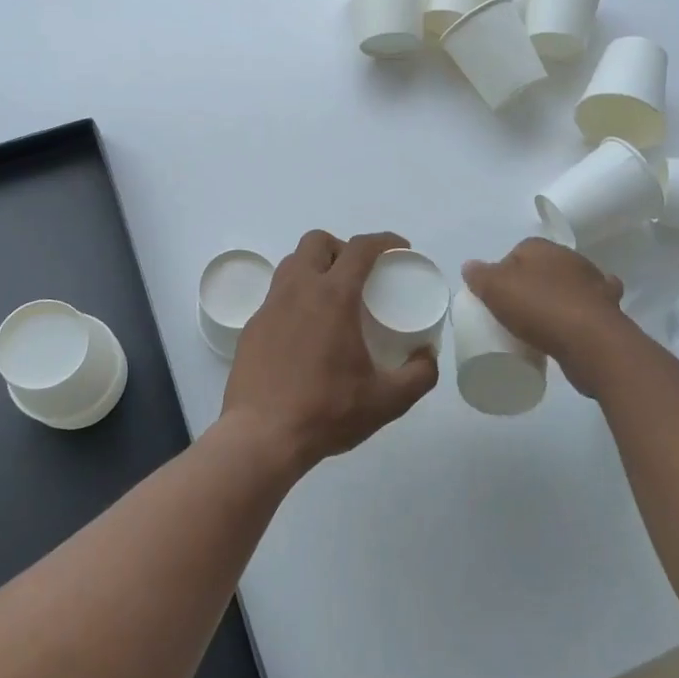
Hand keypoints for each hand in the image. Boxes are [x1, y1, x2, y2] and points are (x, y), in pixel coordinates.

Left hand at [223, 230, 439, 473]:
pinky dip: (295, 298)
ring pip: (291, 264)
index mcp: (333, 297)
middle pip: (317, 242)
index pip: (360, 248)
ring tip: (332, 298)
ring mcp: (269, 307)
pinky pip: (276, 296)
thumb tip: (427, 356)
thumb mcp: (388, 400)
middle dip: (341, 248)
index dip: (384, 240)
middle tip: (359, 275)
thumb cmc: (327, 412)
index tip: (399, 249)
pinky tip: (305, 331)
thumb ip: (419, 375)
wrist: (261, 437)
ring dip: (315, 267)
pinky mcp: (251, 328)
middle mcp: (297, 290)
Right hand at [462, 239, 628, 394]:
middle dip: (531, 284)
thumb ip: (480, 275)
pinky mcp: (609, 309)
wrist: (590, 340)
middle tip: (515, 312)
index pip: (516, 253)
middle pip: (543, 268)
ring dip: (559, 298)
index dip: (504, 273)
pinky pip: (589, 307)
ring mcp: (594, 283)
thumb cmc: (538, 308)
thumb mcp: (495, 289)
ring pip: (569, 286)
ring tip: (542, 324)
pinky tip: (573, 327)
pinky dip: (582, 312)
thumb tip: (470, 266)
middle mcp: (570, 258)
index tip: (496, 297)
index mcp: (541, 247)